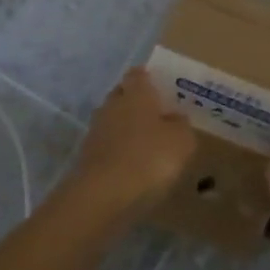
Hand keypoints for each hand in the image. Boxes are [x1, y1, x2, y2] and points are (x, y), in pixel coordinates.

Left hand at [69, 69, 197, 208]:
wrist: (103, 195)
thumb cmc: (148, 158)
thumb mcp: (181, 141)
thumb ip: (182, 125)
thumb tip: (175, 118)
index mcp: (136, 93)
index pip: (139, 74)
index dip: (150, 78)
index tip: (163, 89)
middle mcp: (112, 104)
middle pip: (124, 95)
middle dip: (138, 103)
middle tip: (159, 116)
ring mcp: (96, 130)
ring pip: (114, 120)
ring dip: (128, 129)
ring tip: (149, 144)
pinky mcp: (87, 155)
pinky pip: (108, 145)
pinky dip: (120, 151)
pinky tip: (134, 165)